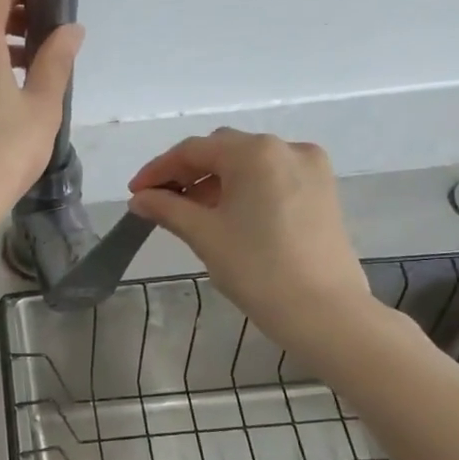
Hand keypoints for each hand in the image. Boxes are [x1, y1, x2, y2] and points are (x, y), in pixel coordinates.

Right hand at [128, 129, 382, 369]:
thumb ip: (167, 209)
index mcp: (255, 152)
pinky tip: (227, 215)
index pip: (194, 150)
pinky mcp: (323, 191)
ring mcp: (310, 168)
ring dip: (215, 181)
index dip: (159, 170)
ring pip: (249, 164)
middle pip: (223, 150)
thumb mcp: (204, 235)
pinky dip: (244, 189)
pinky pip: (272, 178)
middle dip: (188, 172)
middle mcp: (286, 148)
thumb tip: (140, 199)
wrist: (324, 311)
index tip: (135, 193)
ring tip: (190, 212)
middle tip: (159, 200)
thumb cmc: (257, 268)